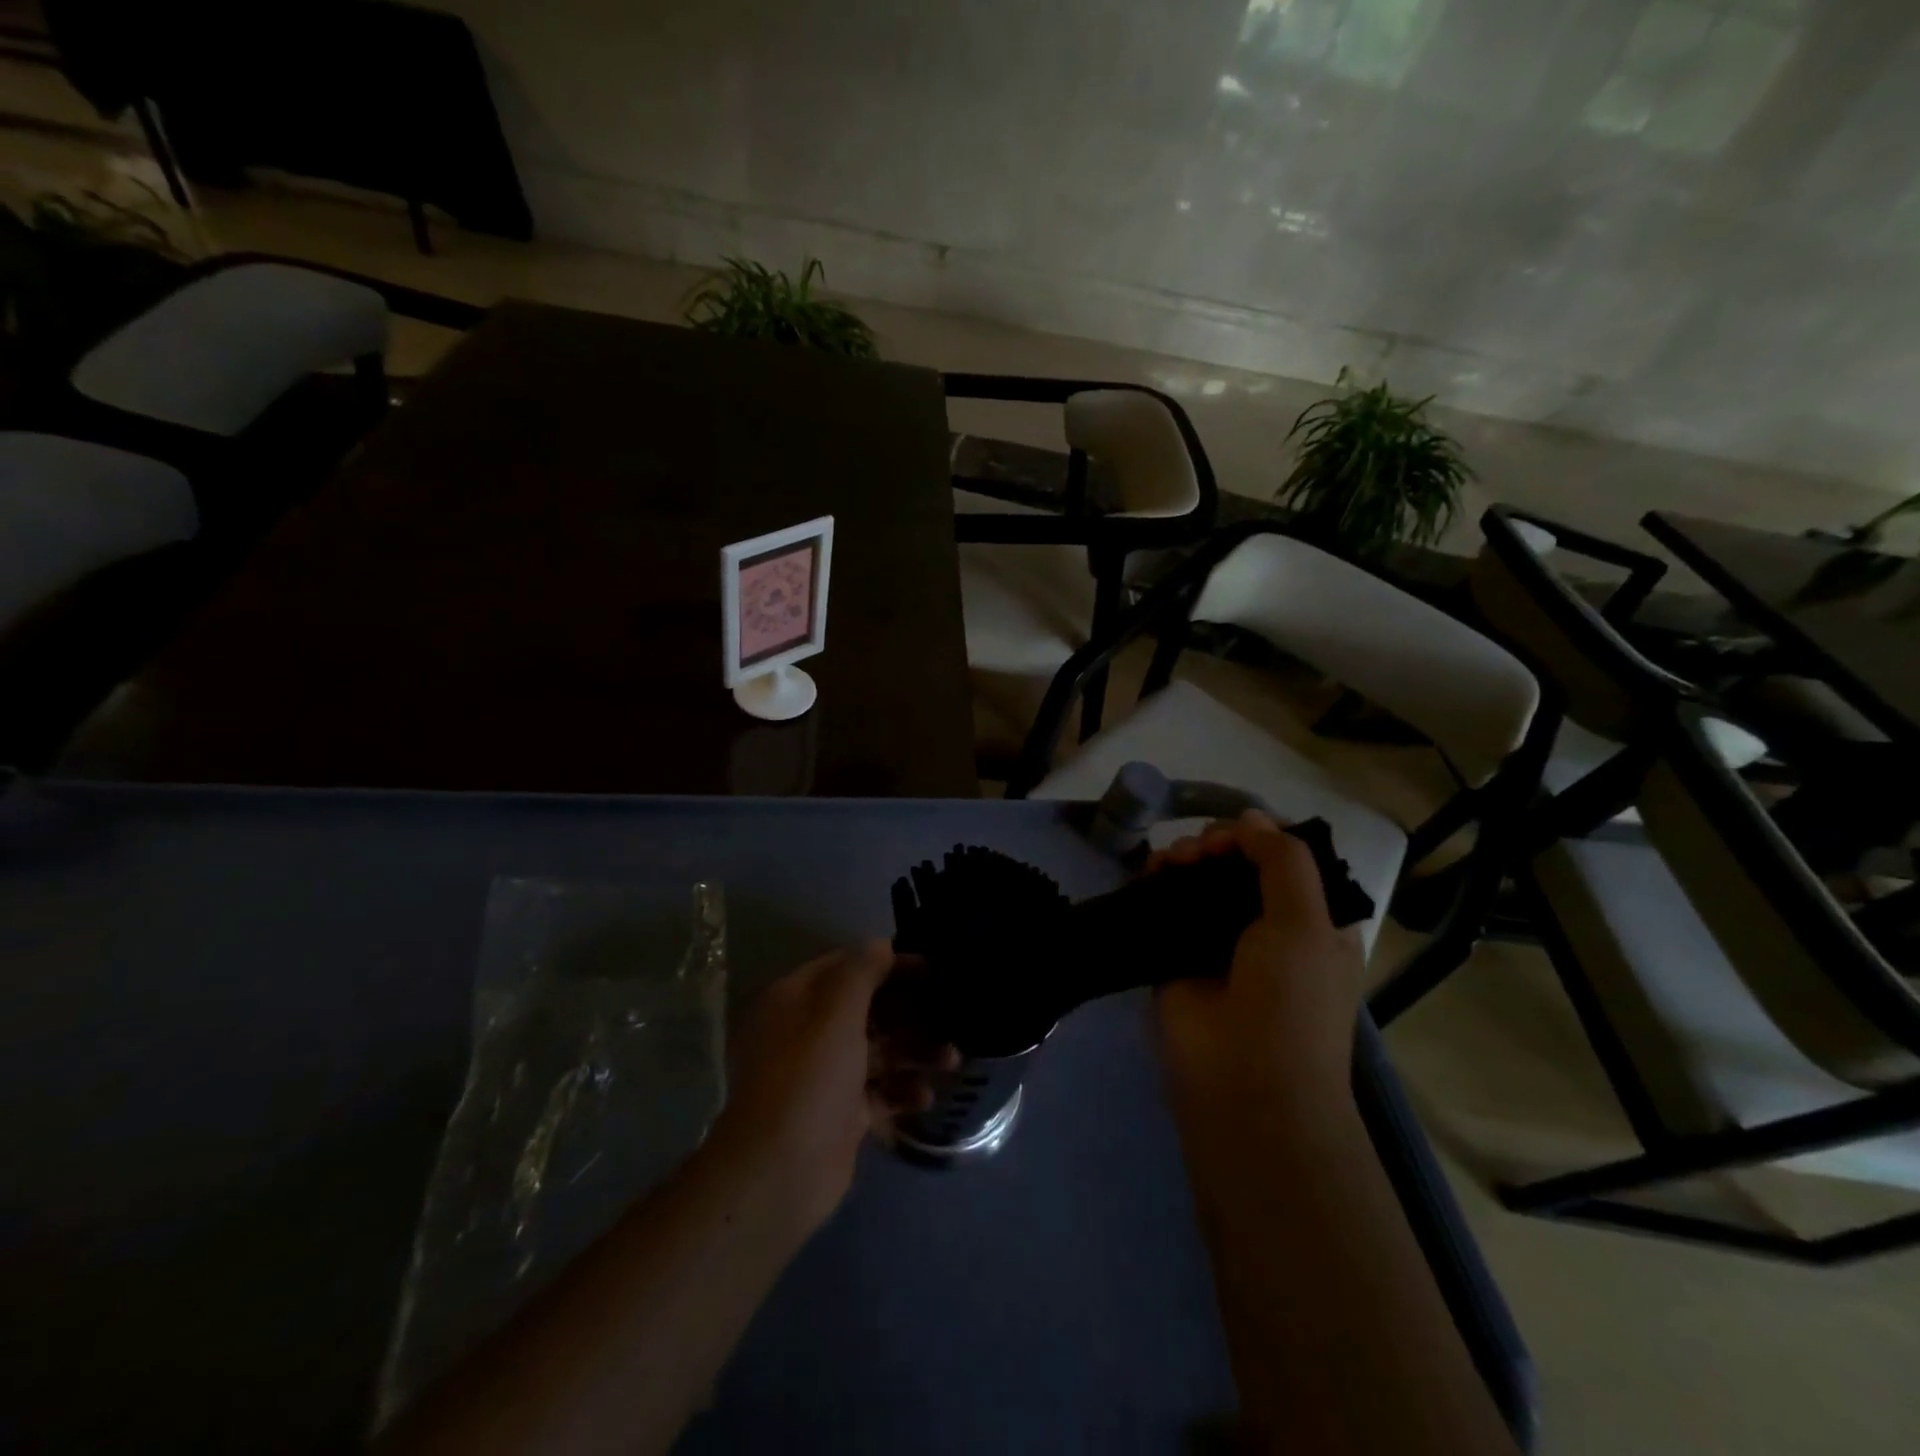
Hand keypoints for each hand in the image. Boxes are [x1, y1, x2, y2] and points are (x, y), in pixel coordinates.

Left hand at [710, 942, 952, 1230]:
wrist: (780, 1174)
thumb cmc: (809, 1078)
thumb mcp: (836, 1012)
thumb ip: (861, 972)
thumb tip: (881, 944)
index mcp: (795, 1000)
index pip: (847, 967)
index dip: (888, 964)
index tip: (931, 968)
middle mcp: (806, 1032)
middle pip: (867, 1009)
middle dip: (909, 1012)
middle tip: (950, 1015)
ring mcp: (823, 1075)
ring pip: (877, 1050)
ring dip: (914, 1051)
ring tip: (951, 1060)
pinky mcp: (840, 1113)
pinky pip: (878, 1090)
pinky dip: (902, 1090)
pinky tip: (926, 1096)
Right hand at [1151, 811, 1364, 1139]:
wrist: (1244, 1086)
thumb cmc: (1290, 1002)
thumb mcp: (1306, 923)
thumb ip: (1283, 861)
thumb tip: (1250, 818)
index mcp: (1312, 921)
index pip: (1286, 858)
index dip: (1257, 836)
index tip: (1231, 835)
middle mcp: (1267, 927)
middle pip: (1238, 864)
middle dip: (1216, 845)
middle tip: (1197, 853)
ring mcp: (1219, 942)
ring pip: (1199, 881)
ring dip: (1185, 859)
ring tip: (1170, 863)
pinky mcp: (1177, 955)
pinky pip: (1167, 907)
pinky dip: (1157, 883)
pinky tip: (1149, 873)